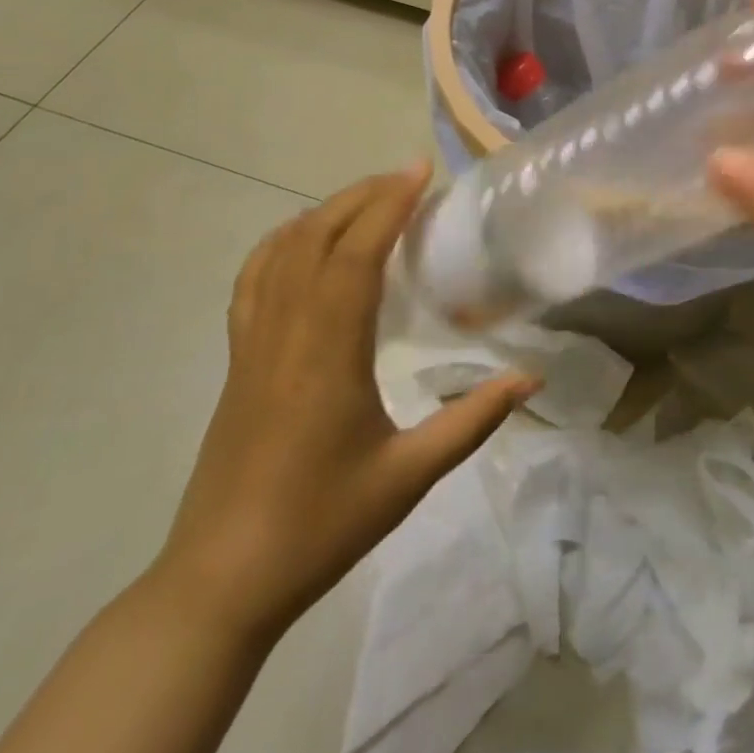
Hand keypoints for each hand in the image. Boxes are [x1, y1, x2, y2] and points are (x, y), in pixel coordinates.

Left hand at [156, 166, 539, 640]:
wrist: (221, 580)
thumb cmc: (320, 526)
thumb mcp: (409, 476)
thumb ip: (472, 421)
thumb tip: (532, 379)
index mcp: (328, 352)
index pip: (356, 254)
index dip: (388, 204)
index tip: (420, 172)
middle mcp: (285, 332)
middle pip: (318, 237)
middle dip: (363, 195)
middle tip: (407, 176)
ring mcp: (252, 343)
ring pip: (282, 251)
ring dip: (325, 212)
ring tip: (367, 198)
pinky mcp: (236, 359)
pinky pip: (253, 280)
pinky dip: (280, 243)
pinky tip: (302, 240)